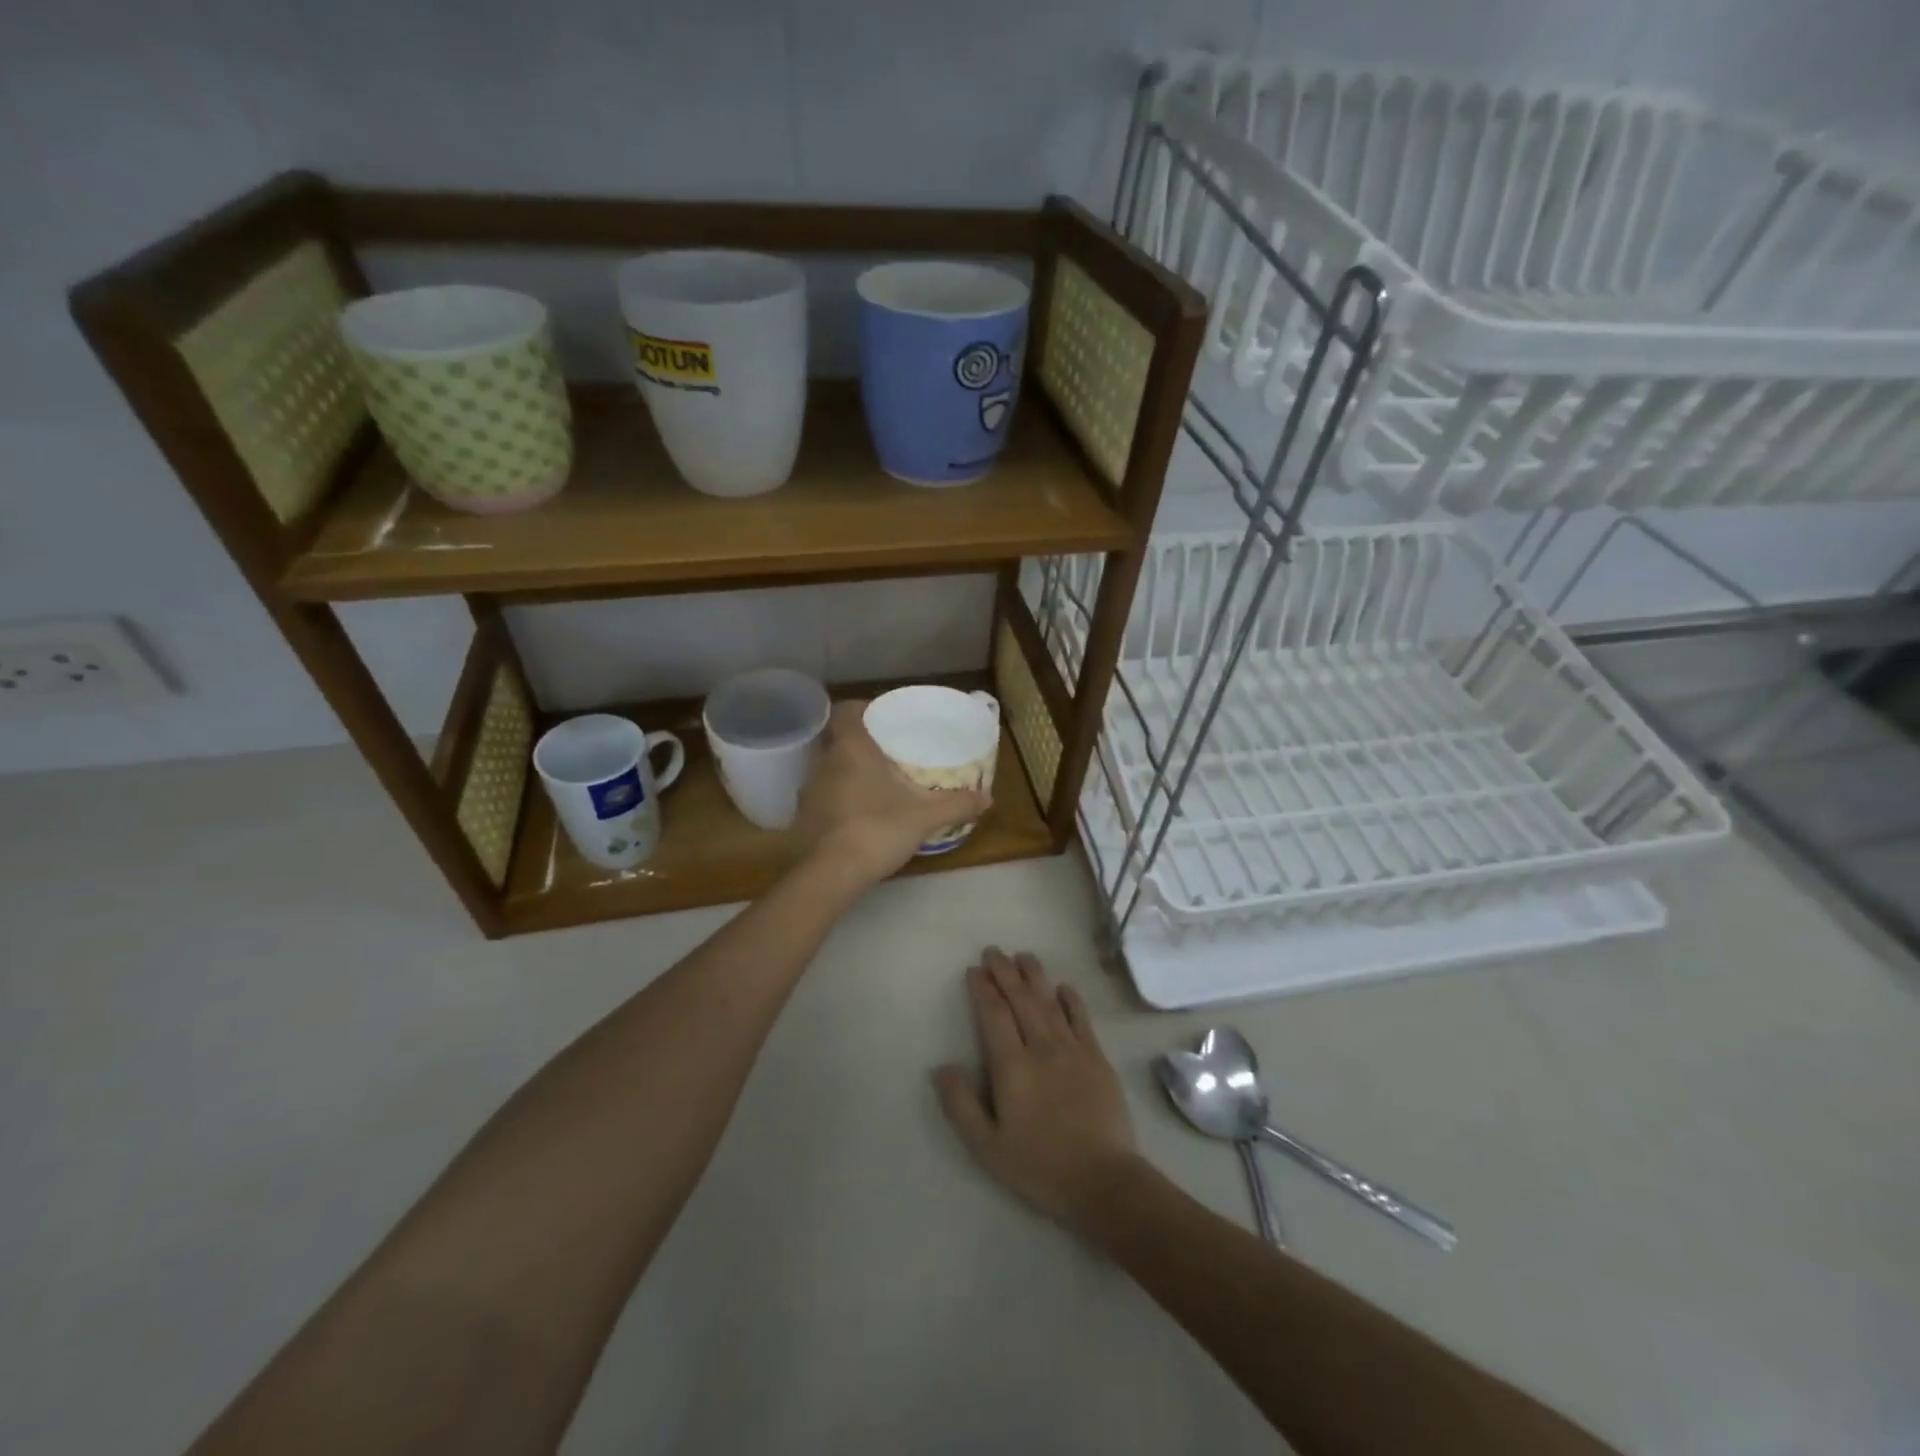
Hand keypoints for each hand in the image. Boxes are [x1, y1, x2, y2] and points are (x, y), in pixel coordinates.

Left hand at [793, 701, 991, 888]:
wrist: (831, 874)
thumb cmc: (877, 829)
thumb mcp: (925, 817)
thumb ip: (957, 804)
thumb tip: (989, 798)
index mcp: (851, 748)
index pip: (845, 710)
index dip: (860, 708)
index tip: (881, 716)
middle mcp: (824, 762)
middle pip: (836, 739)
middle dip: (859, 742)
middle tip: (886, 752)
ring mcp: (809, 791)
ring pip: (828, 769)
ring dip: (847, 772)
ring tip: (875, 784)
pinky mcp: (803, 818)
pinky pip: (822, 797)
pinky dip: (838, 799)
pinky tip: (858, 815)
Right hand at [935, 949, 1139, 1228]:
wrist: (1104, 1181)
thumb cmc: (1040, 1166)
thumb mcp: (988, 1148)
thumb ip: (961, 1105)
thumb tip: (942, 1067)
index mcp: (1013, 1066)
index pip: (994, 1015)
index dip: (983, 989)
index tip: (974, 970)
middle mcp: (1042, 1047)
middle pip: (1021, 999)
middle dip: (1005, 972)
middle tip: (994, 951)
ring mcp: (1073, 1049)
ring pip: (1050, 1001)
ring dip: (1035, 976)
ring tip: (1023, 956)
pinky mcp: (1097, 1058)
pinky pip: (1081, 1018)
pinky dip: (1070, 999)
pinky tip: (1063, 986)